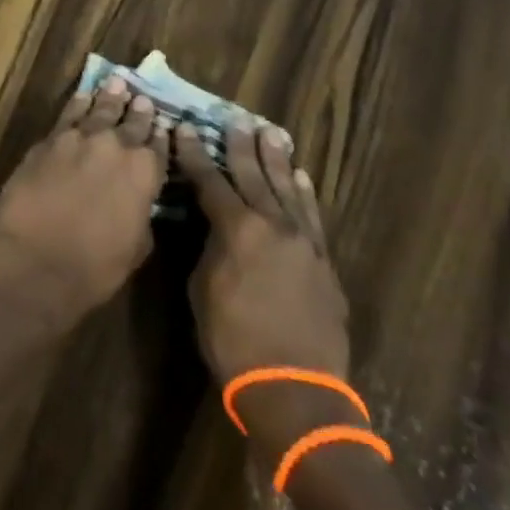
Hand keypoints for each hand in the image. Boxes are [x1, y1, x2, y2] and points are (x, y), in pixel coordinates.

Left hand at [0, 77, 167, 330]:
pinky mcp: (48, 141)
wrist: (36, 262)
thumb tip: (138, 202)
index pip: (159, 148)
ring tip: (117, 82)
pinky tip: (83, 95)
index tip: (164, 124)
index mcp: (144, 174)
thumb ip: (141, 215)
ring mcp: (79, 139)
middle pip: (131, 123)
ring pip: (99, 110)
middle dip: (138, 111)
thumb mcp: (136, 248)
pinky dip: (78, 103)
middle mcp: (115, 147)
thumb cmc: (94, 268)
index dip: (161, 137)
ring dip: (110, 97)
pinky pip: (68, 115)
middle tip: (142, 97)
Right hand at [177, 119, 351, 440]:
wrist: (295, 389)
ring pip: (287, 189)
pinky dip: (305, 195)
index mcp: (236, 229)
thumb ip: (209, 248)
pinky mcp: (323, 263)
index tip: (186, 129)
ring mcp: (303, 242)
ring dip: (276, 160)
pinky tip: (301, 178)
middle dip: (240, 146)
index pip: (210, 181)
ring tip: (271, 133)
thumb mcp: (203, 289)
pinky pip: (312, 218)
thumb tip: (214, 227)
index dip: (195, 154)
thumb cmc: (234, 341)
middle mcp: (272, 225)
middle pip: (253, 175)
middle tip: (236, 119)